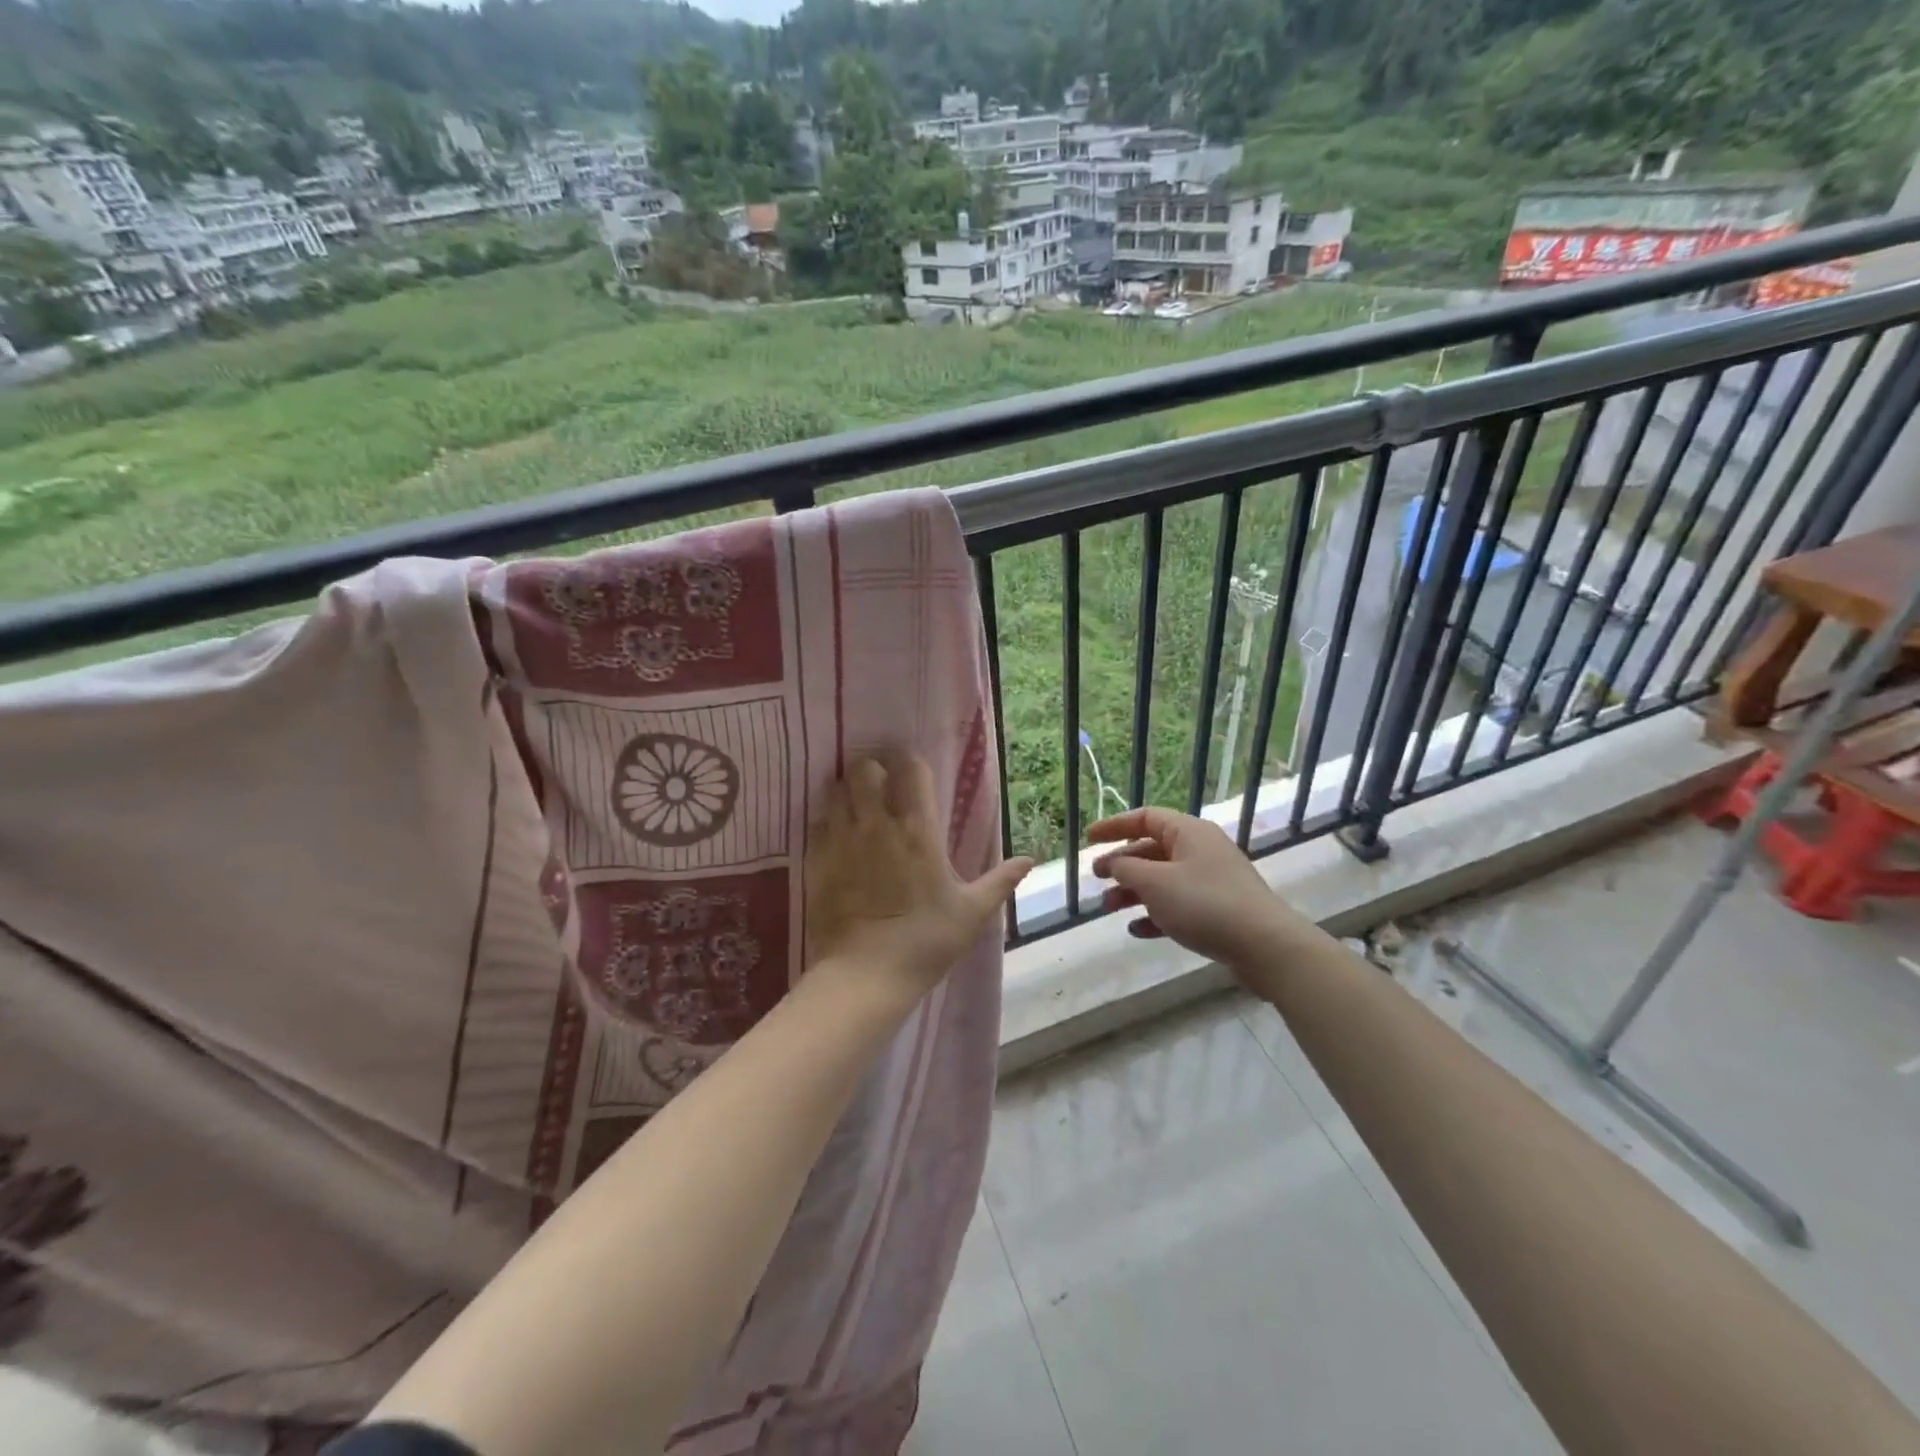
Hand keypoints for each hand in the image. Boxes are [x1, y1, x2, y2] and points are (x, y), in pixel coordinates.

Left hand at [806, 751, 1031, 1005]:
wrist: (866, 975)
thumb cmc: (926, 941)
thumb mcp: (972, 913)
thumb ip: (1000, 881)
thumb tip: (1029, 860)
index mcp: (917, 829)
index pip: (909, 769)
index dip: (911, 764)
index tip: (915, 775)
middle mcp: (876, 823)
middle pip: (865, 768)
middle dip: (874, 770)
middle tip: (885, 789)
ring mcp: (841, 839)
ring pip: (836, 789)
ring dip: (849, 792)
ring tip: (861, 809)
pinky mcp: (816, 859)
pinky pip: (818, 821)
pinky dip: (828, 821)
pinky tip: (840, 837)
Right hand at [1088, 807, 1305, 965]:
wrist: (1264, 945)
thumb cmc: (1204, 903)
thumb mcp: (1155, 882)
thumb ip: (1127, 868)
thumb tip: (1114, 862)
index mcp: (1188, 832)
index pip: (1144, 818)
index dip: (1114, 826)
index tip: (1089, 839)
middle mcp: (1200, 850)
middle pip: (1152, 849)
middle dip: (1122, 864)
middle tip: (1098, 877)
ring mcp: (1211, 880)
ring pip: (1162, 879)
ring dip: (1133, 892)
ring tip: (1109, 909)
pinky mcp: (1218, 909)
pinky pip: (1178, 905)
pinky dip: (1155, 914)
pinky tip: (1138, 930)